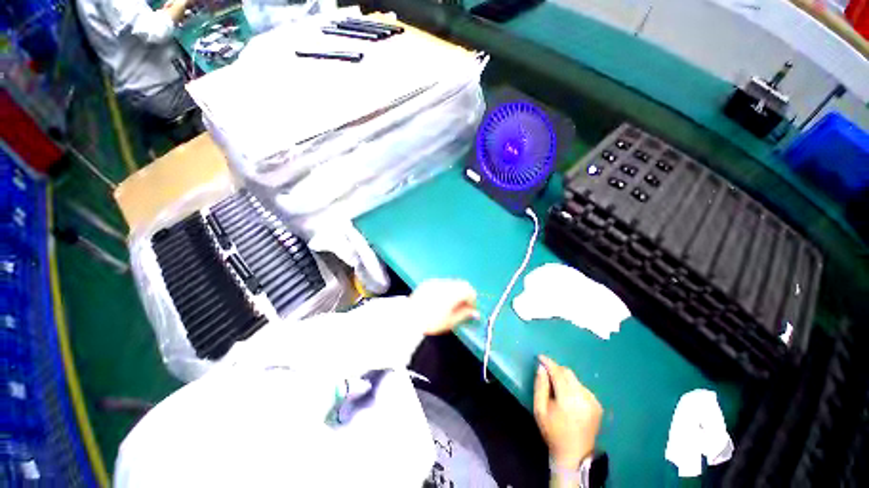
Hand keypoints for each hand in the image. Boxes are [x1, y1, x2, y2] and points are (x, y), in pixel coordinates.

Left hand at [410, 279, 478, 334]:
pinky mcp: (427, 283)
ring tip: (450, 305)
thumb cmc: (431, 323)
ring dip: (455, 291)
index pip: (469, 291)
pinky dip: (445, 289)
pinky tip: (439, 300)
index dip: (472, 301)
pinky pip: (441, 283)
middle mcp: (445, 284)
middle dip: (465, 294)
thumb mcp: (451, 321)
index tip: (470, 310)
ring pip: (452, 282)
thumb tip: (475, 313)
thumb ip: (465, 314)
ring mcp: (435, 282)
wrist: (409, 319)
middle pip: (462, 284)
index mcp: (453, 293)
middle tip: (462, 307)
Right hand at [534, 355, 602, 469]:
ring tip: (556, 387)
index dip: (548, 363)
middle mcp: (584, 397)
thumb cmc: (553, 432)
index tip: (539, 357)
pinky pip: (582, 387)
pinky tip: (568, 397)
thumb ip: (540, 386)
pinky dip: (573, 386)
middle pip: (568, 373)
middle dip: (556, 369)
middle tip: (545, 372)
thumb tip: (541, 367)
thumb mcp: (540, 410)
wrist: (574, 455)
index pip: (558, 373)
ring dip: (564, 378)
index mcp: (569, 399)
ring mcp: (593, 401)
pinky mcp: (598, 405)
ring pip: (575, 379)